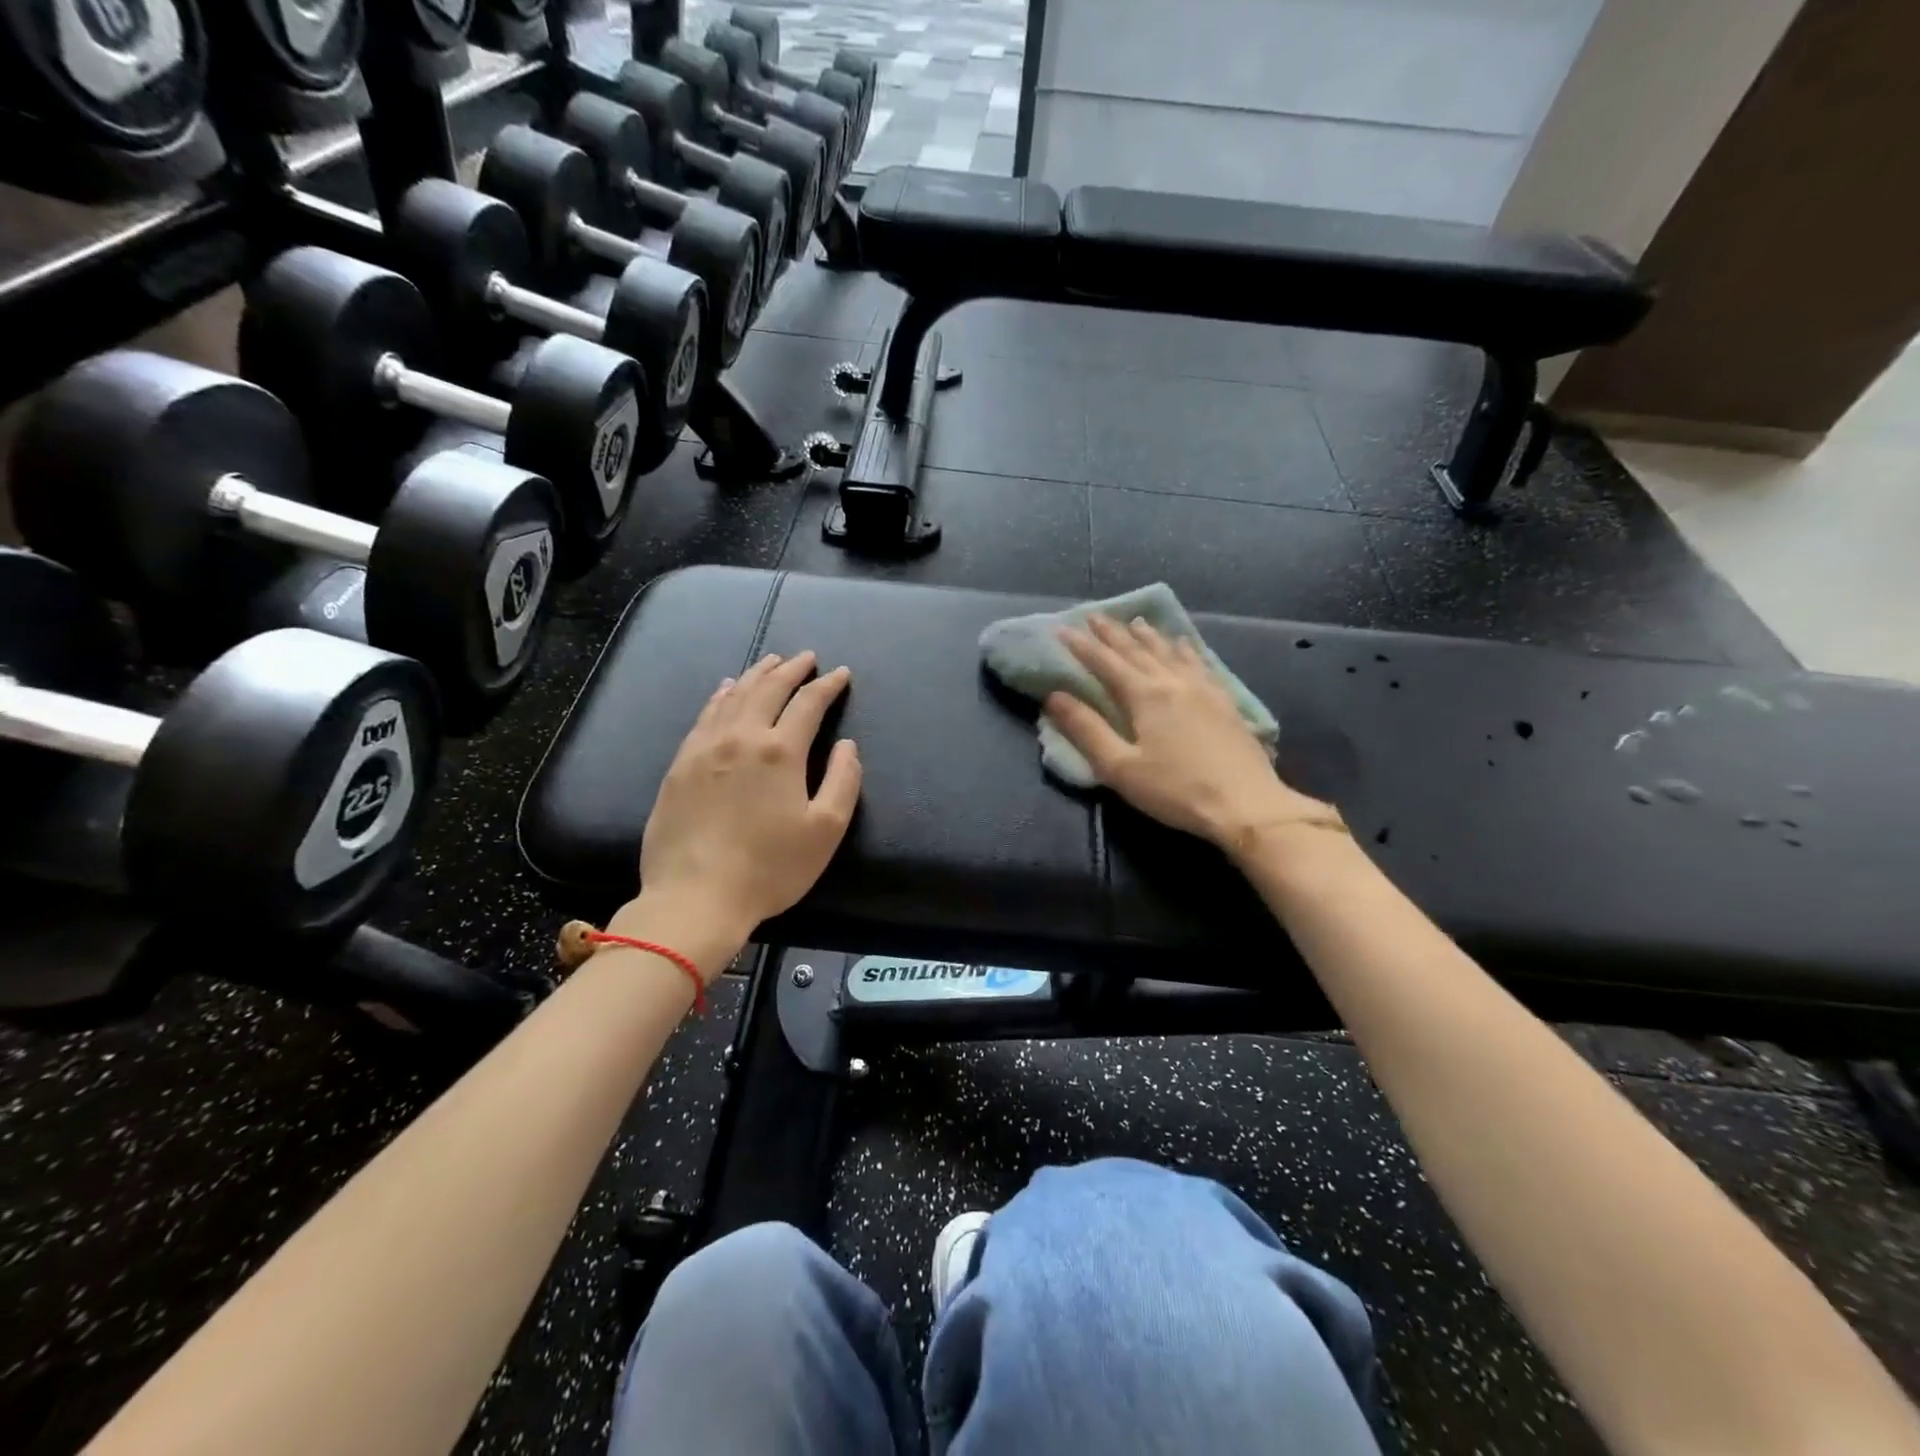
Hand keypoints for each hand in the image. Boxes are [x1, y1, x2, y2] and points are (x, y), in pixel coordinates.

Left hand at [638, 651, 861, 941]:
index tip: (841, 673)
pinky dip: (721, 696)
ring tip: (771, 661)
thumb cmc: (770, 868)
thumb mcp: (825, 831)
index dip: (827, 685)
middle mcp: (742, 737)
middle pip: (768, 689)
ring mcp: (705, 748)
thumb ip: (843, 781)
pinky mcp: (680, 765)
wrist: (695, 896)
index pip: (808, 703)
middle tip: (805, 657)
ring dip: (756, 675)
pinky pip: (704, 715)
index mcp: (781, 751)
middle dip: (791, 669)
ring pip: (733, 696)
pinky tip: (725, 689)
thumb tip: (848, 745)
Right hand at [1044, 615, 1340, 857]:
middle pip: (1137, 650)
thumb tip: (1054, 696)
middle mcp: (1173, 682)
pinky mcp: (1224, 701)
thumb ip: (1087, 730)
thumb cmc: (1176, 791)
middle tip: (1094, 615)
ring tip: (1136, 622)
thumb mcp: (1120, 767)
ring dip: (1148, 636)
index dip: (1081, 646)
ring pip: (1169, 652)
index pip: (1105, 662)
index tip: (1062, 628)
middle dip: (1112, 633)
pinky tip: (1183, 645)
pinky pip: (1199, 663)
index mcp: (1145, 696)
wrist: (1247, 805)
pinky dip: (1185, 649)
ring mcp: (1203, 689)